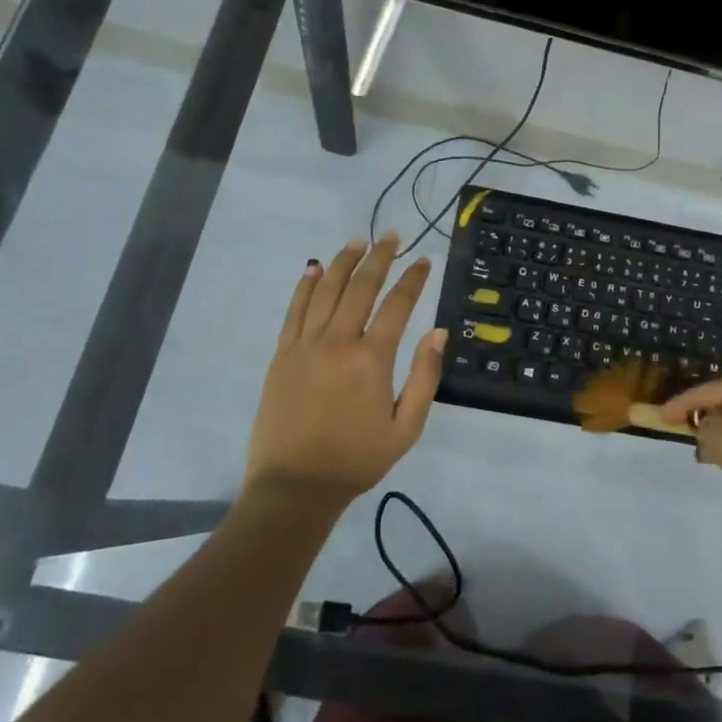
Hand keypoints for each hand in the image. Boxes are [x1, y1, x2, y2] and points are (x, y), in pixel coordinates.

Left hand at [244, 234, 446, 508]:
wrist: (295, 486)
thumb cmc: (357, 459)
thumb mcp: (406, 428)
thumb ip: (425, 377)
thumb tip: (439, 333)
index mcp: (372, 360)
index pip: (398, 305)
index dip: (413, 279)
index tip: (423, 259)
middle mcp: (338, 342)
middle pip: (360, 287)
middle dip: (379, 257)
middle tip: (392, 235)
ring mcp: (305, 345)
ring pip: (325, 290)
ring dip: (343, 262)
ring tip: (358, 242)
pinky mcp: (282, 354)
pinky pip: (295, 310)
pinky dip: (305, 285)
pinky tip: (313, 268)